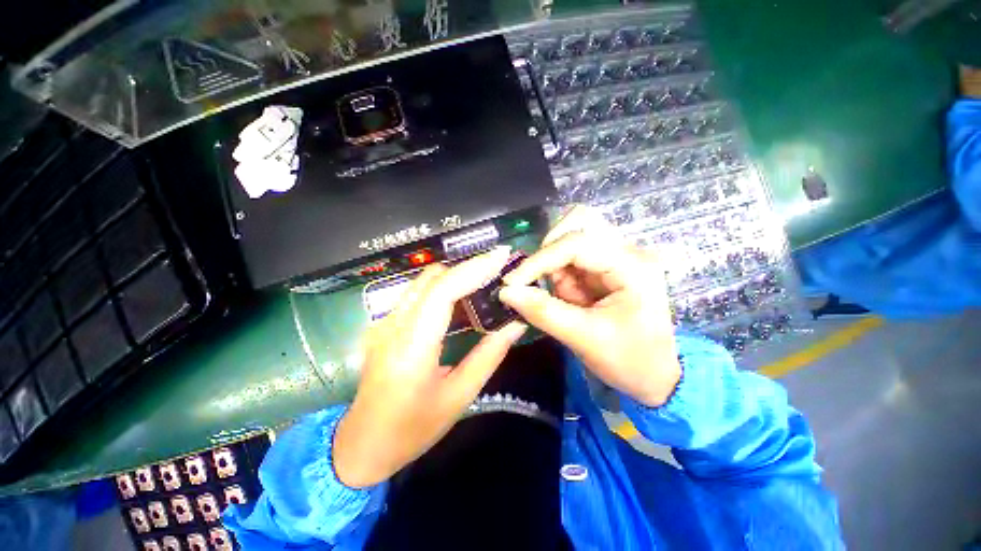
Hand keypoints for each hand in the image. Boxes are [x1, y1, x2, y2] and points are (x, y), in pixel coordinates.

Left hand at [334, 247, 527, 487]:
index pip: (443, 291)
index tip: (501, 257)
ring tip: (484, 284)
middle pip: (433, 278)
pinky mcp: (384, 325)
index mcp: (411, 347)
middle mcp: (393, 326)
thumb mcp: (458, 397)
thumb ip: (488, 355)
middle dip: (468, 269)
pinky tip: (460, 301)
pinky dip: (442, 288)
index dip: (474, 269)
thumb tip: (514, 324)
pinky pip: (417, 294)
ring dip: (455, 277)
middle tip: (498, 274)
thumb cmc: (412, 429)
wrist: (362, 445)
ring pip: (424, 282)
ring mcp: (384, 323)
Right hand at [499, 206, 679, 407]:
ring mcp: (617, 256)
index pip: (577, 243)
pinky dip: (559, 272)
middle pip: (579, 222)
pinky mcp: (605, 266)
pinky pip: (571, 256)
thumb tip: (505, 291)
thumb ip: (543, 311)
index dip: (540, 260)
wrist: (656, 376)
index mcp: (632, 266)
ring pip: (572, 236)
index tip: (512, 282)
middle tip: (539, 282)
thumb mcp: (584, 339)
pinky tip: (570, 297)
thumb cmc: (630, 361)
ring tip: (563, 297)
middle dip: (550, 251)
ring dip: (554, 264)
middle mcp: (627, 251)